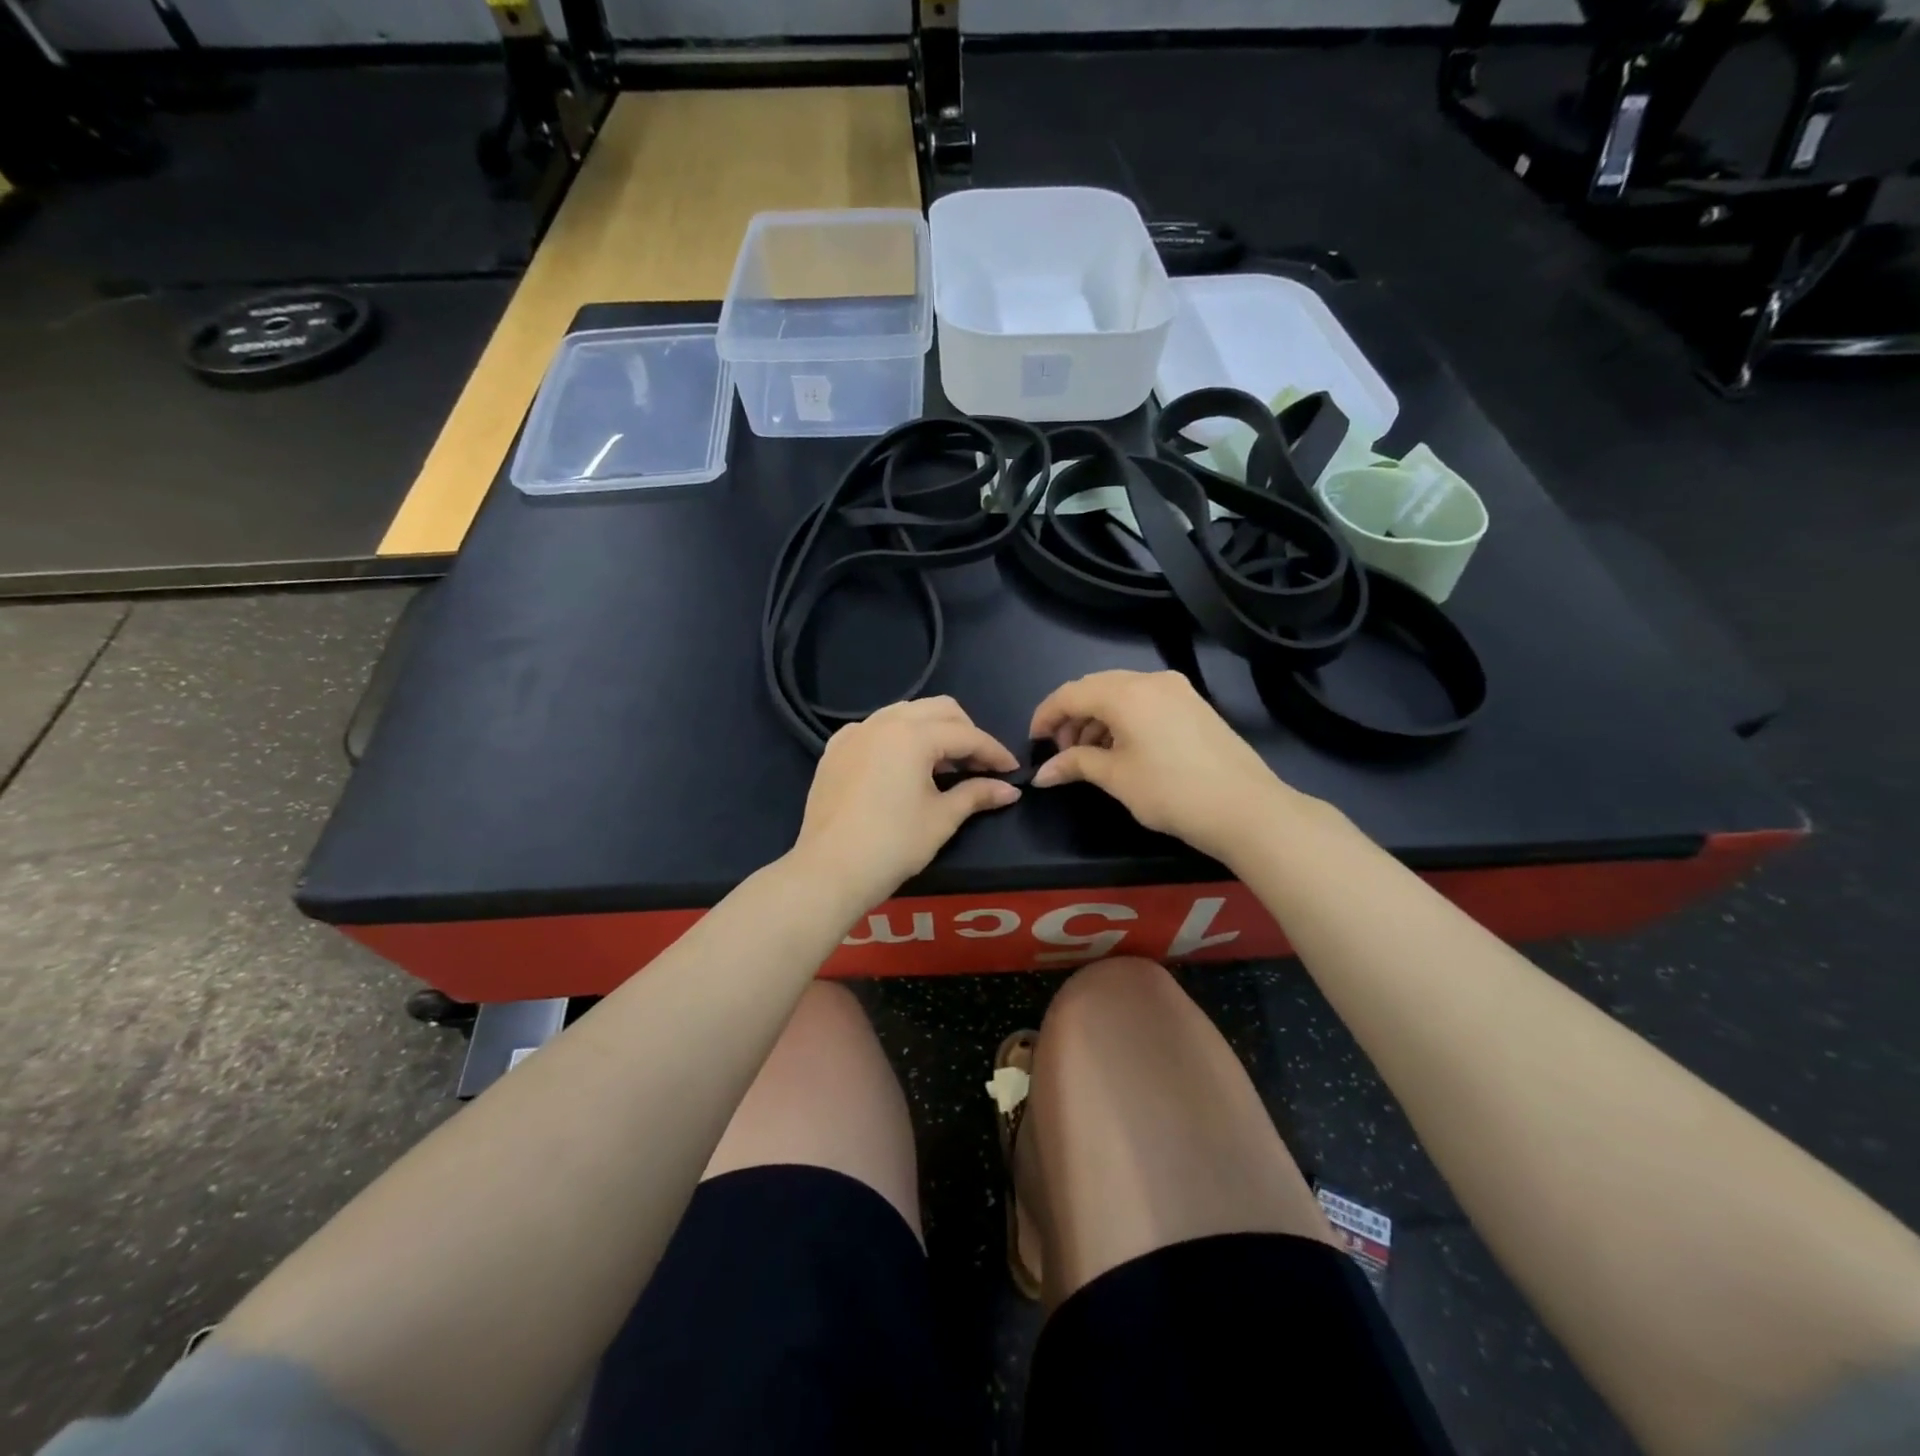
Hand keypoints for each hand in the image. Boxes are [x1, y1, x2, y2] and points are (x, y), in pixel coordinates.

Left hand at [791, 697, 1020, 911]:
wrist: (830, 870)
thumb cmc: (893, 844)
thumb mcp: (941, 819)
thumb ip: (976, 795)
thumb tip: (1010, 790)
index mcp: (913, 735)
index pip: (966, 735)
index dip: (994, 752)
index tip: (1012, 771)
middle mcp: (884, 722)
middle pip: (938, 710)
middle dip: (965, 732)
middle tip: (979, 765)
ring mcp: (855, 733)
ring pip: (905, 713)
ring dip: (932, 730)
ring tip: (944, 764)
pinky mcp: (835, 750)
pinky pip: (875, 729)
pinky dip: (897, 737)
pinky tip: (902, 765)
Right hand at [1029, 670, 1306, 863]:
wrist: (1245, 808)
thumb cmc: (1171, 792)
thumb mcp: (1116, 778)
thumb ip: (1075, 764)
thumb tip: (1042, 774)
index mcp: (1126, 693)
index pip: (1070, 693)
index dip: (1045, 715)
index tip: (1033, 742)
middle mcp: (1150, 680)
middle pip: (1095, 687)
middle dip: (1072, 716)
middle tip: (1062, 751)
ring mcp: (1177, 689)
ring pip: (1121, 693)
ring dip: (1097, 718)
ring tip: (1090, 755)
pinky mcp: (1193, 704)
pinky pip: (1145, 700)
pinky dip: (1123, 718)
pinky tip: (1121, 749)